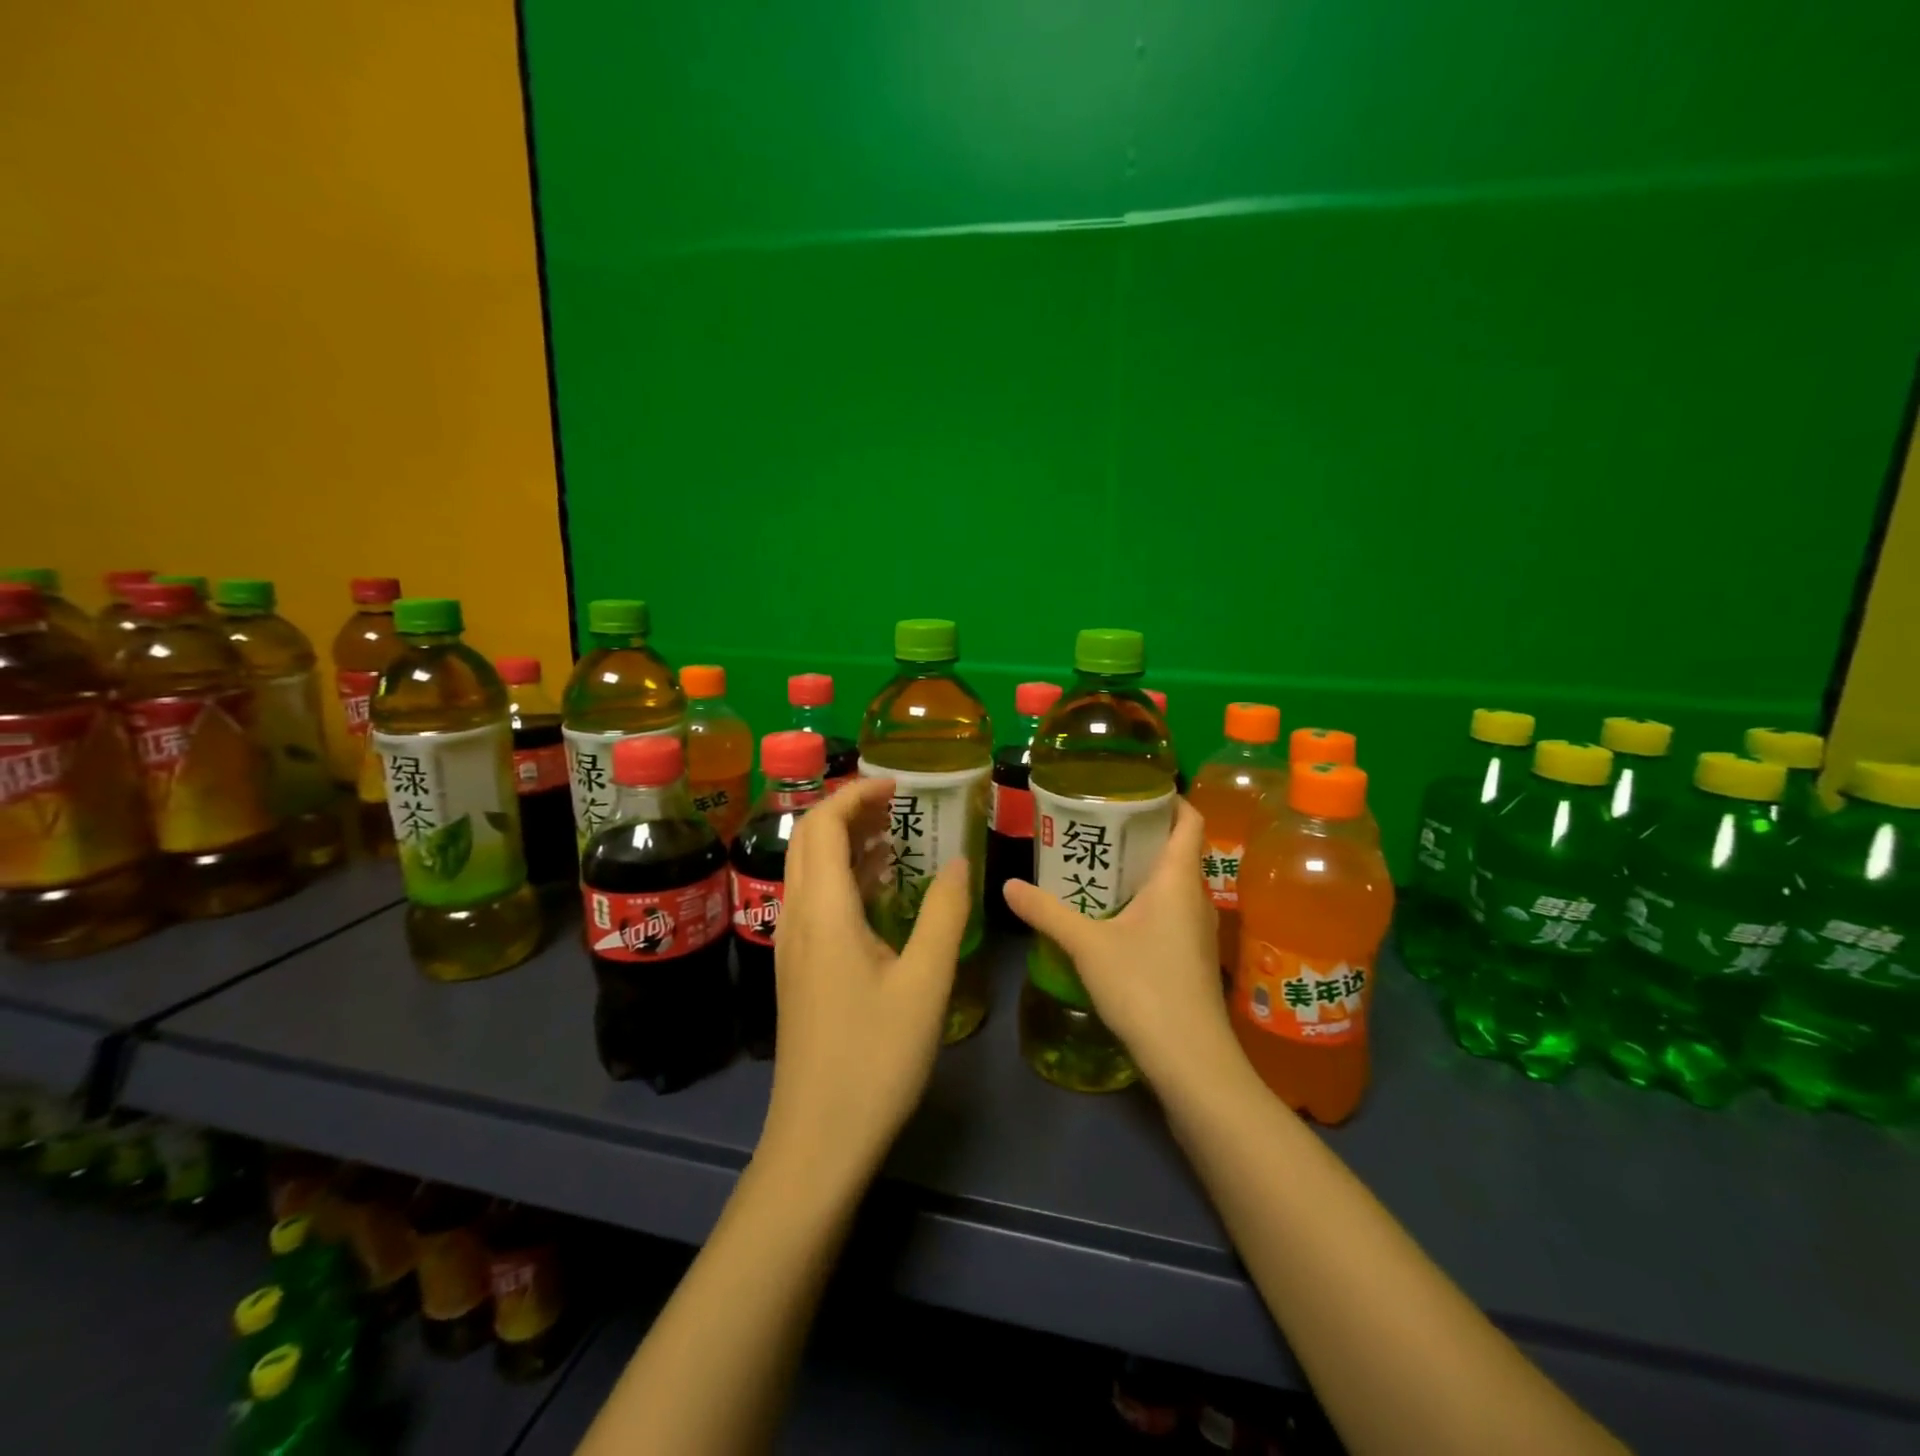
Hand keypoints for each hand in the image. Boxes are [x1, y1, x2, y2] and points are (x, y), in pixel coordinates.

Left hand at [758, 777, 968, 1189]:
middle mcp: (797, 916)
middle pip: (808, 839)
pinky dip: (845, 877)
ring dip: (846, 842)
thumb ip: (942, 913)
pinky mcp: (799, 969)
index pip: (824, 824)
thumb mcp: (924, 982)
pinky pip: (815, 900)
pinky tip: (881, 890)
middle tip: (898, 804)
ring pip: (809, 869)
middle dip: (848, 809)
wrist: (818, 1139)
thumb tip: (956, 862)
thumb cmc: (875, 1057)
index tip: (897, 785)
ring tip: (896, 835)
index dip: (856, 793)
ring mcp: (792, 944)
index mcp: (823, 910)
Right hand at [1003, 799, 1237, 1092]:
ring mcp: (1195, 928)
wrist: (1191, 1061)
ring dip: (1139, 867)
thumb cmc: (1145, 987)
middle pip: (1175, 847)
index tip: (1132, 786)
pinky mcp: (1189, 955)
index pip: (1188, 818)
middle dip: (1140, 830)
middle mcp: (1193, 895)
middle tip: (1096, 821)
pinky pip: (1167, 909)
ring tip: (1095, 860)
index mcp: (1177, 878)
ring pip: (1170, 881)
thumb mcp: (1087, 945)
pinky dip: (1142, 899)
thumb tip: (1007, 885)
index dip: (1168, 796)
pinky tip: (1109, 911)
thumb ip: (1047, 912)